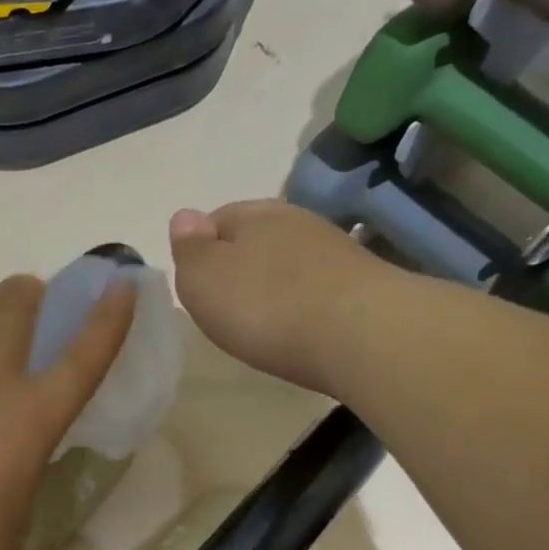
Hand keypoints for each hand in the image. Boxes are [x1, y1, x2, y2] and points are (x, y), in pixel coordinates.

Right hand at [169, 200, 390, 391]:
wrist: (364, 336)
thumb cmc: (266, 306)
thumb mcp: (203, 278)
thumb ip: (189, 248)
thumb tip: (184, 216)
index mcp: (254, 214)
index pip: (216, 218)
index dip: (201, 250)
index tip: (197, 285)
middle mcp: (297, 221)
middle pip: (256, 239)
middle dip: (240, 266)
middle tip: (226, 307)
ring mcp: (336, 251)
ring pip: (290, 262)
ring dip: (274, 285)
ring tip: (264, 322)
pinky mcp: (364, 285)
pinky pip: (318, 288)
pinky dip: (304, 304)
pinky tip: (300, 329)